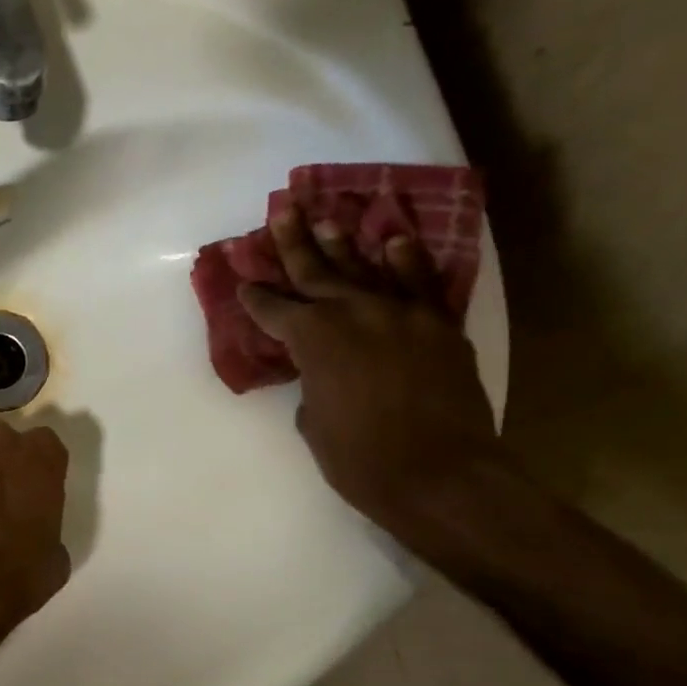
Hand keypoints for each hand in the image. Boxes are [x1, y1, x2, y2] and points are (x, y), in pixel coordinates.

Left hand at [0, 410, 71, 658]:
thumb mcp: (54, 558)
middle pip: (2, 436)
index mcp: (40, 456)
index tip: (35, 488)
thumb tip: (33, 533)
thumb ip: (47, 528)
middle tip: (0, 491)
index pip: (46, 444)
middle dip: (1, 457)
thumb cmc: (15, 574)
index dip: (40, 466)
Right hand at [236, 206, 503, 531]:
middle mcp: (353, 313)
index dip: (256, 298)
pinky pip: (420, 283)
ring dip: (344, 244)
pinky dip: (407, 260)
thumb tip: (322, 373)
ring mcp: (401, 314)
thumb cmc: (361, 459)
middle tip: (283, 211)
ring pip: (366, 268)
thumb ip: (312, 386)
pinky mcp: (439, 325)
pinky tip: (395, 240)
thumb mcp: (314, 424)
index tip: (244, 283)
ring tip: (328, 219)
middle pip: (316, 271)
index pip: (275, 311)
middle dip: (294, 243)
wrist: (441, 474)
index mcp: (313, 340)